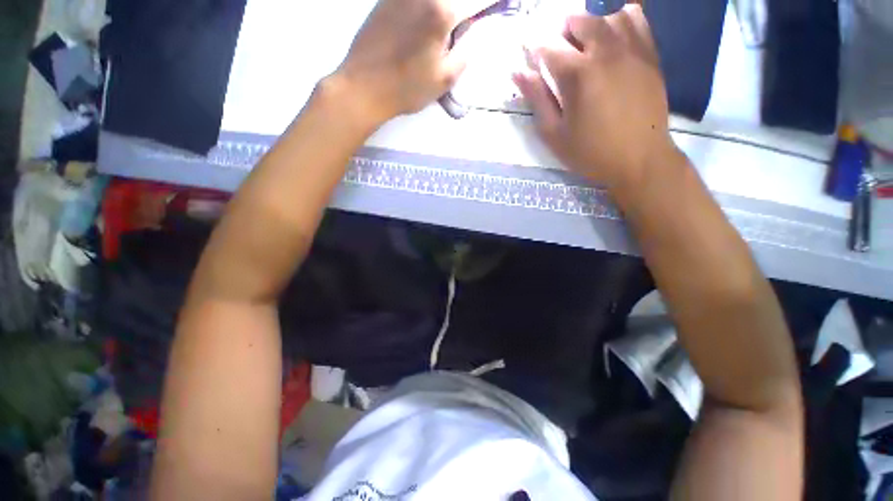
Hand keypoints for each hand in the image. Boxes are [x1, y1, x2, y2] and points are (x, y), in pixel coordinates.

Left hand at [334, 0, 495, 124]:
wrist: (363, 87)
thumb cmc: (406, 88)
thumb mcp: (444, 80)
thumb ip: (464, 53)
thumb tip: (470, 35)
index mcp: (442, 12)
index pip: (476, 0)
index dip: (491, 2)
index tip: (500, 5)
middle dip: (466, 6)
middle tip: (468, 18)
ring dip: (446, 8)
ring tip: (451, 22)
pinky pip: (415, 0)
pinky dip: (429, 7)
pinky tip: (430, 18)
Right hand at [514, 5, 678, 194]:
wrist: (639, 159)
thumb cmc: (590, 152)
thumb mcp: (554, 134)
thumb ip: (537, 99)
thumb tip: (518, 72)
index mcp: (577, 75)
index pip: (548, 47)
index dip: (534, 49)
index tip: (529, 55)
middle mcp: (605, 53)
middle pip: (579, 21)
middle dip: (563, 32)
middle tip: (559, 53)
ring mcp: (631, 51)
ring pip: (608, 16)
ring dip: (591, 26)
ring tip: (586, 46)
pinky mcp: (649, 55)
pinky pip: (637, 20)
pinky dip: (622, 20)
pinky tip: (613, 37)